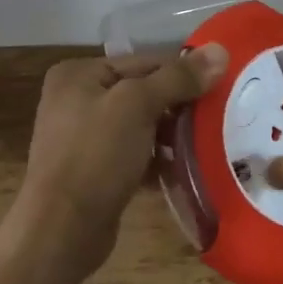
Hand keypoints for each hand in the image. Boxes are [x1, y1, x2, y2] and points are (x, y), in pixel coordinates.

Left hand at [11, 44, 228, 276]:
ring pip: (143, 124)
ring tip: (206, 143)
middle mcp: (77, 99)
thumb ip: (180, 77)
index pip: (146, 62)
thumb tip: (221, 50)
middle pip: (145, 92)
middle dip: (180, 107)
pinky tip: (184, 169)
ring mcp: (84, 137)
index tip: (219, 89)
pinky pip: (136, 153)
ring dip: (173, 135)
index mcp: (79, 74)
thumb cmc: (96, 156)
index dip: (184, 74)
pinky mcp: (94, 170)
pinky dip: (159, 159)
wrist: (61, 233)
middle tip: (217, 118)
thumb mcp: (139, 105)